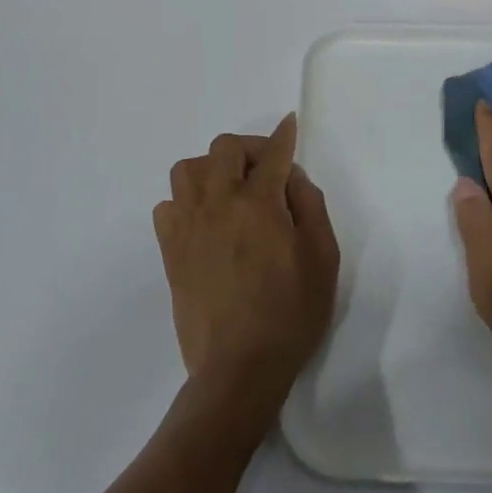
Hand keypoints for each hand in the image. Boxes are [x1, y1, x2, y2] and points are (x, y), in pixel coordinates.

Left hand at [152, 113, 339, 409]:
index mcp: (259, 204)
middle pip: (224, 149)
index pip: (272, 154)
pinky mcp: (170, 251)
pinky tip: (205, 220)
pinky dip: (186, 201)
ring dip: (212, 169)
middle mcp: (218, 204)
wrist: (239, 367)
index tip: (288, 124)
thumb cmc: (291, 313)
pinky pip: (168, 205)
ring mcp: (188, 226)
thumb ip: (311, 207)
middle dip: (249, 149)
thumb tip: (293, 178)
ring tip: (231, 190)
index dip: (283, 136)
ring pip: (188, 169)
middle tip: (267, 170)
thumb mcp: (323, 259)